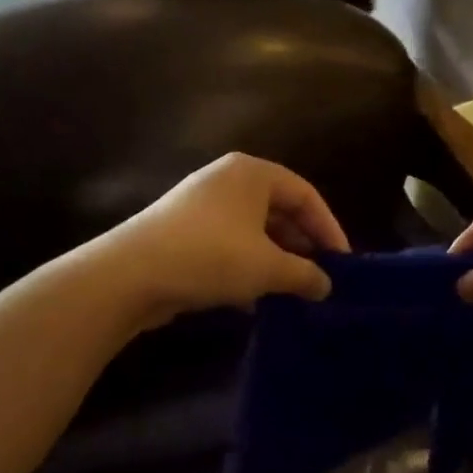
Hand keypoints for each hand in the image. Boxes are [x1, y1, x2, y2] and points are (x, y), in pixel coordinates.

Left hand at [111, 154, 348, 323]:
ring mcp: (203, 205)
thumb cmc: (210, 256)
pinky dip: (248, 266)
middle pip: (280, 209)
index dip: (329, 228)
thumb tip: (326, 285)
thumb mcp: (267, 267)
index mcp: (253, 173)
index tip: (343, 262)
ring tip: (293, 290)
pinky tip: (255, 298)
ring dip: (276, 259)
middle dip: (302, 245)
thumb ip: (304, 274)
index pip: (305, 195)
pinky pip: (230, 243)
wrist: (129, 275)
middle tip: (320, 277)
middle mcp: (229, 180)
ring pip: (254, 229)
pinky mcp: (184, 231)